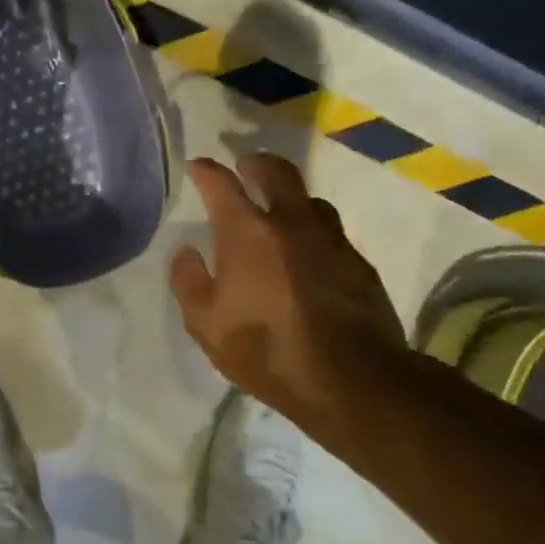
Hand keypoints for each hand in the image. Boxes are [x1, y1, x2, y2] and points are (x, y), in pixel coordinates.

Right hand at [170, 154, 405, 432]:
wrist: (351, 380)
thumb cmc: (265, 350)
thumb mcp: (206, 325)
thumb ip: (189, 281)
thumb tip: (186, 251)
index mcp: (247, 233)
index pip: (222, 184)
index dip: (206, 171)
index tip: (197, 166)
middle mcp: (291, 223)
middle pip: (277, 172)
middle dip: (257, 163)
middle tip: (246, 166)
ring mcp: (331, 240)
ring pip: (310, 200)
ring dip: (290, 197)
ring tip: (279, 210)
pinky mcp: (358, 263)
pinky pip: (331, 233)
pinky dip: (313, 231)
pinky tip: (308, 252)